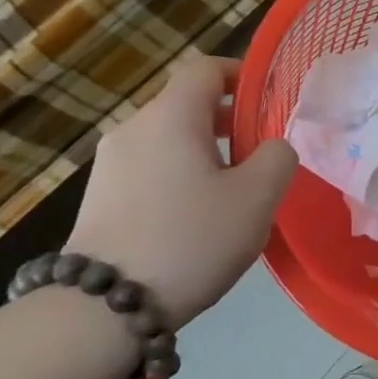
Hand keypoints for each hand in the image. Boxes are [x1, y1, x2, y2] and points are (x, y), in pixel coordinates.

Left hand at [66, 52, 296, 326]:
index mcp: (171, 116)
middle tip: (261, 158)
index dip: (241, 75)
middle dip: (230, 122)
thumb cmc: (191, 239)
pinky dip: (180, 177)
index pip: (205, 68)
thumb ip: (278, 156)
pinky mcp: (99, 198)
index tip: (269, 102)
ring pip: (170, 139)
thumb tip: (270, 147)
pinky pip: (151, 168)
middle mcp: (134, 129)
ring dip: (206, 153)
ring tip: (232, 195)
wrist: (102, 310)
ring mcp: (109, 164)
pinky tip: (196, 219)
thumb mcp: (258, 196)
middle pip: (188, 105)